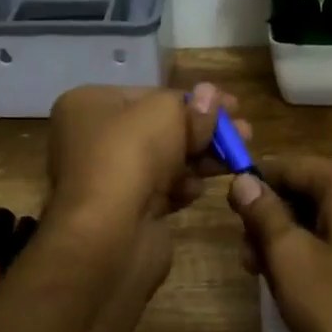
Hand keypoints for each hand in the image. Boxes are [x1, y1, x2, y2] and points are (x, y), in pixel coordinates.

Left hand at [44, 82, 248, 295]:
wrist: (109, 235)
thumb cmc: (131, 156)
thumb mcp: (166, 113)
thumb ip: (193, 105)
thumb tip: (210, 95)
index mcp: (88, 105)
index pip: (150, 95)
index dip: (194, 99)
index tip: (232, 105)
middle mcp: (90, 138)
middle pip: (159, 128)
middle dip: (203, 130)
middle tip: (243, 132)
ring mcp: (106, 178)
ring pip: (164, 159)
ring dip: (200, 158)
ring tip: (237, 160)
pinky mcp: (123, 211)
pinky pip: (160, 190)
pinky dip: (182, 187)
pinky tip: (197, 190)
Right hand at [229, 157, 331, 331]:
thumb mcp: (289, 259)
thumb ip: (262, 212)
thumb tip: (242, 179)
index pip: (289, 167)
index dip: (254, 190)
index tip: (231, 220)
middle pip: (307, 187)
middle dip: (273, 218)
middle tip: (248, 260)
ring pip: (323, 210)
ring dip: (291, 235)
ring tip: (265, 274)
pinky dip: (318, 243)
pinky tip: (297, 277)